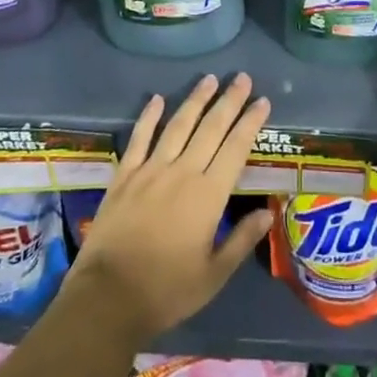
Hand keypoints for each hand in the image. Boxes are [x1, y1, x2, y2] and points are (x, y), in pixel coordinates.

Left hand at [67, 73, 273, 346]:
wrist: (107, 298)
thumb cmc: (166, 291)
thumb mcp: (213, 275)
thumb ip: (242, 240)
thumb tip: (269, 212)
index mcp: (208, 195)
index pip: (235, 148)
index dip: (250, 122)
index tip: (262, 101)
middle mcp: (182, 172)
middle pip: (210, 128)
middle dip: (229, 101)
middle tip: (242, 78)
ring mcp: (150, 170)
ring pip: (178, 125)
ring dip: (195, 100)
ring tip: (209, 79)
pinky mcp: (124, 175)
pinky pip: (139, 138)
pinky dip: (149, 116)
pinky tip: (157, 99)